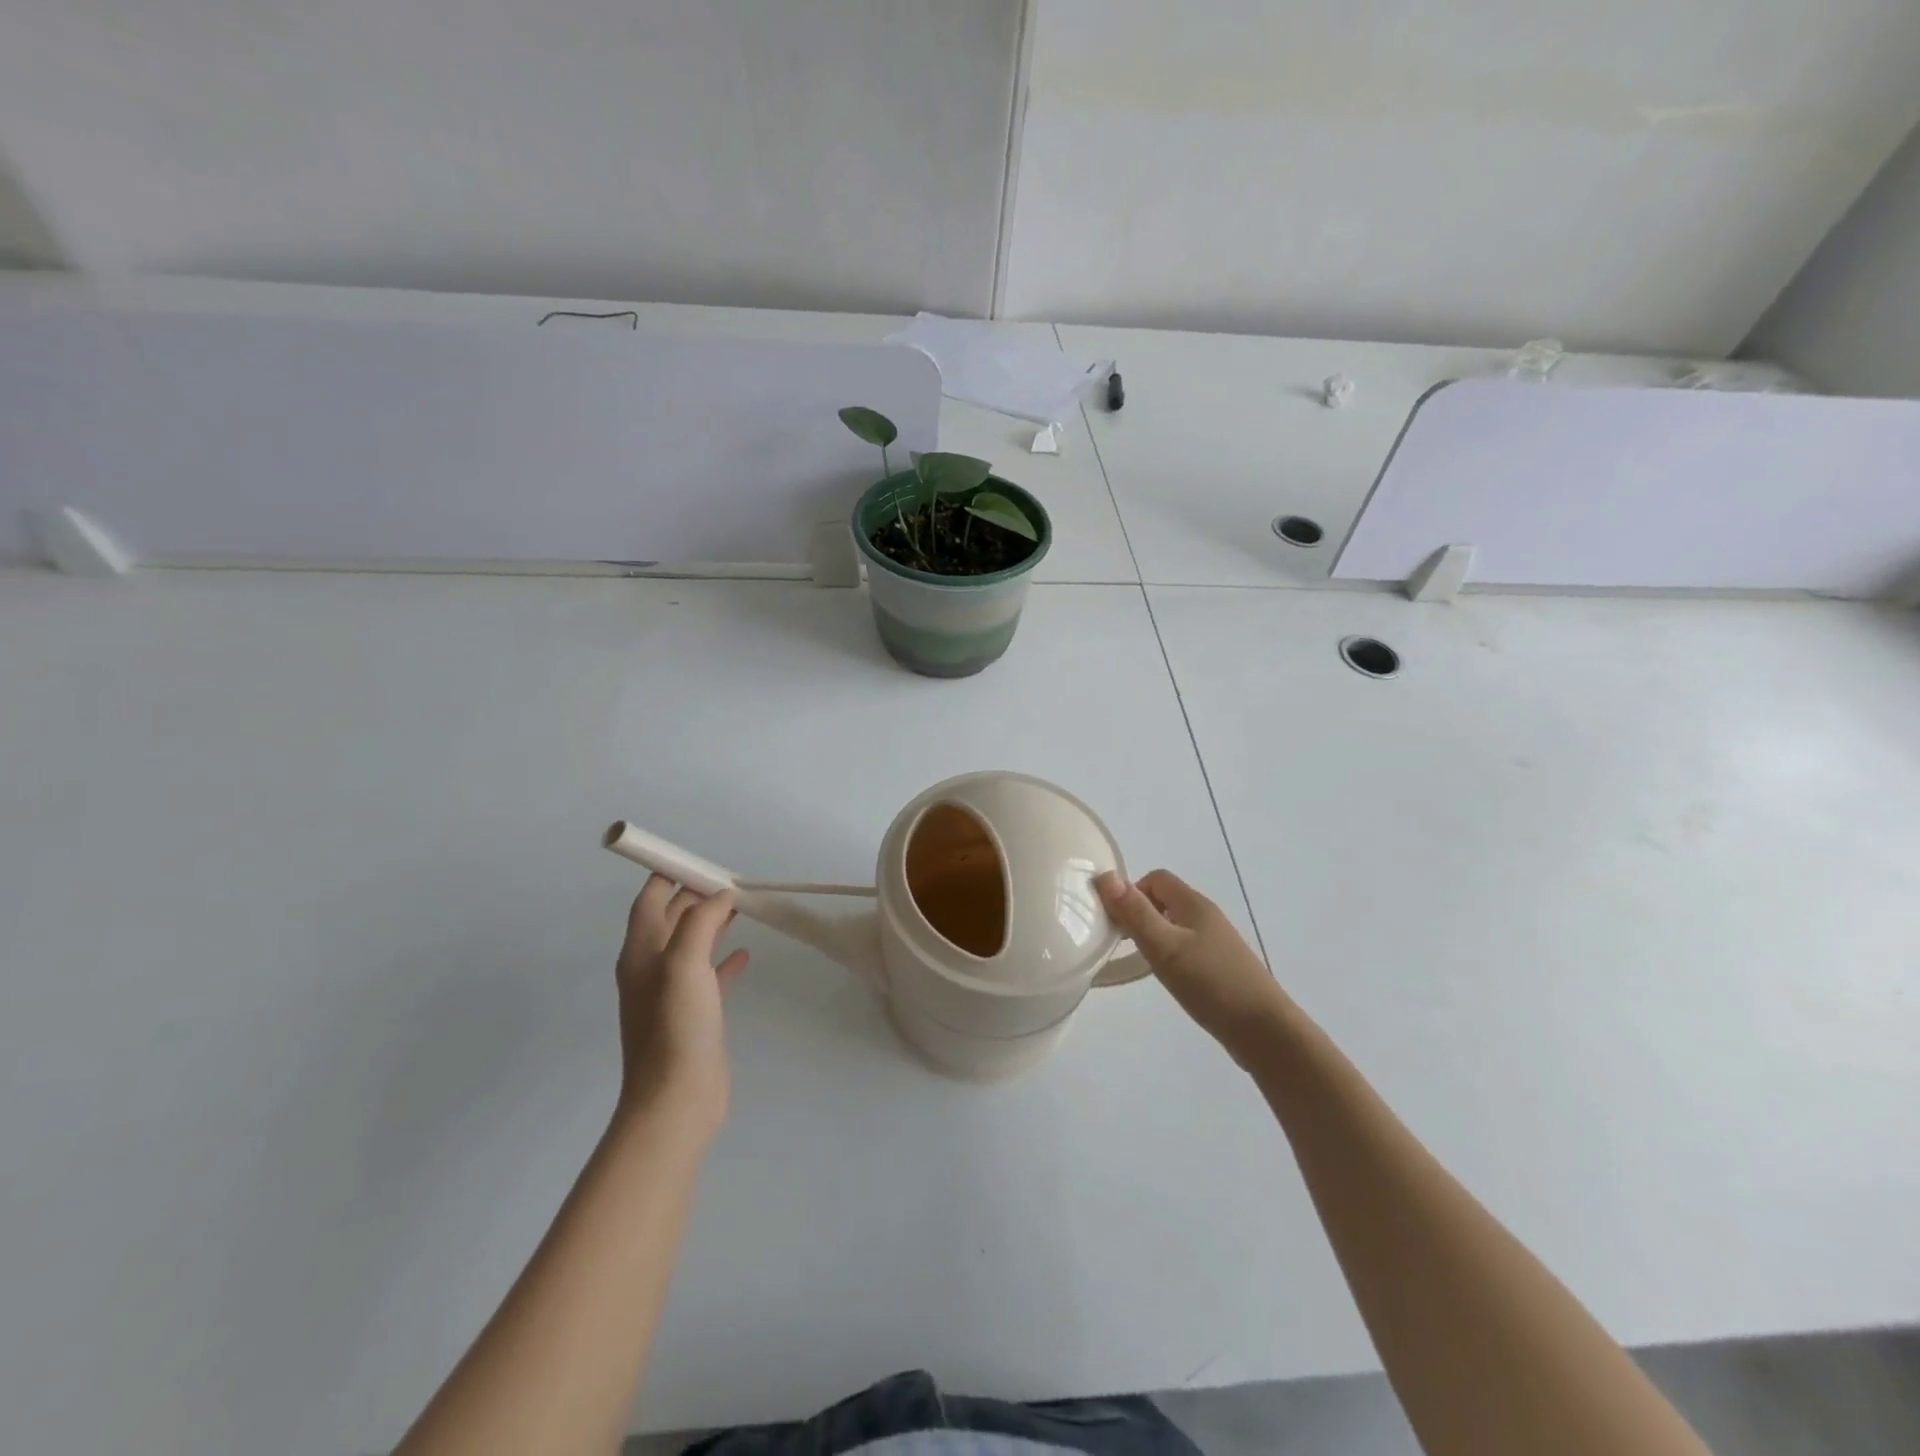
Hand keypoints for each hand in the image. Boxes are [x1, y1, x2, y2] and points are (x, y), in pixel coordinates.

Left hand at [614, 875, 749, 1137]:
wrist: (676, 1100)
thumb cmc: (676, 1027)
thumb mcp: (685, 964)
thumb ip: (701, 922)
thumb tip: (719, 895)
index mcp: (641, 953)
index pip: (649, 900)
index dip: (669, 875)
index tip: (699, 859)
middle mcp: (651, 969)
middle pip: (671, 919)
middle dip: (695, 896)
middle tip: (729, 880)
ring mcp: (672, 994)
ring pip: (691, 944)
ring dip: (711, 923)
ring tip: (739, 906)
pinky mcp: (694, 1015)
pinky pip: (708, 975)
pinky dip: (724, 959)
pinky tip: (745, 954)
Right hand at [1096, 869, 1289, 1064]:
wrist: (1265, 1031)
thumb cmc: (1210, 983)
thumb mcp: (1164, 946)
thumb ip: (1135, 912)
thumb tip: (1105, 876)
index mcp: (1194, 904)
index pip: (1156, 879)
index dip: (1132, 893)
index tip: (1119, 923)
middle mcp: (1207, 916)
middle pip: (1166, 900)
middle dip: (1141, 915)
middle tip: (1126, 945)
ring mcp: (1218, 942)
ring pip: (1176, 925)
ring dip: (1155, 936)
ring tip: (1145, 964)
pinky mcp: (1222, 966)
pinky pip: (1188, 948)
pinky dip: (1172, 956)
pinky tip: (1171, 980)